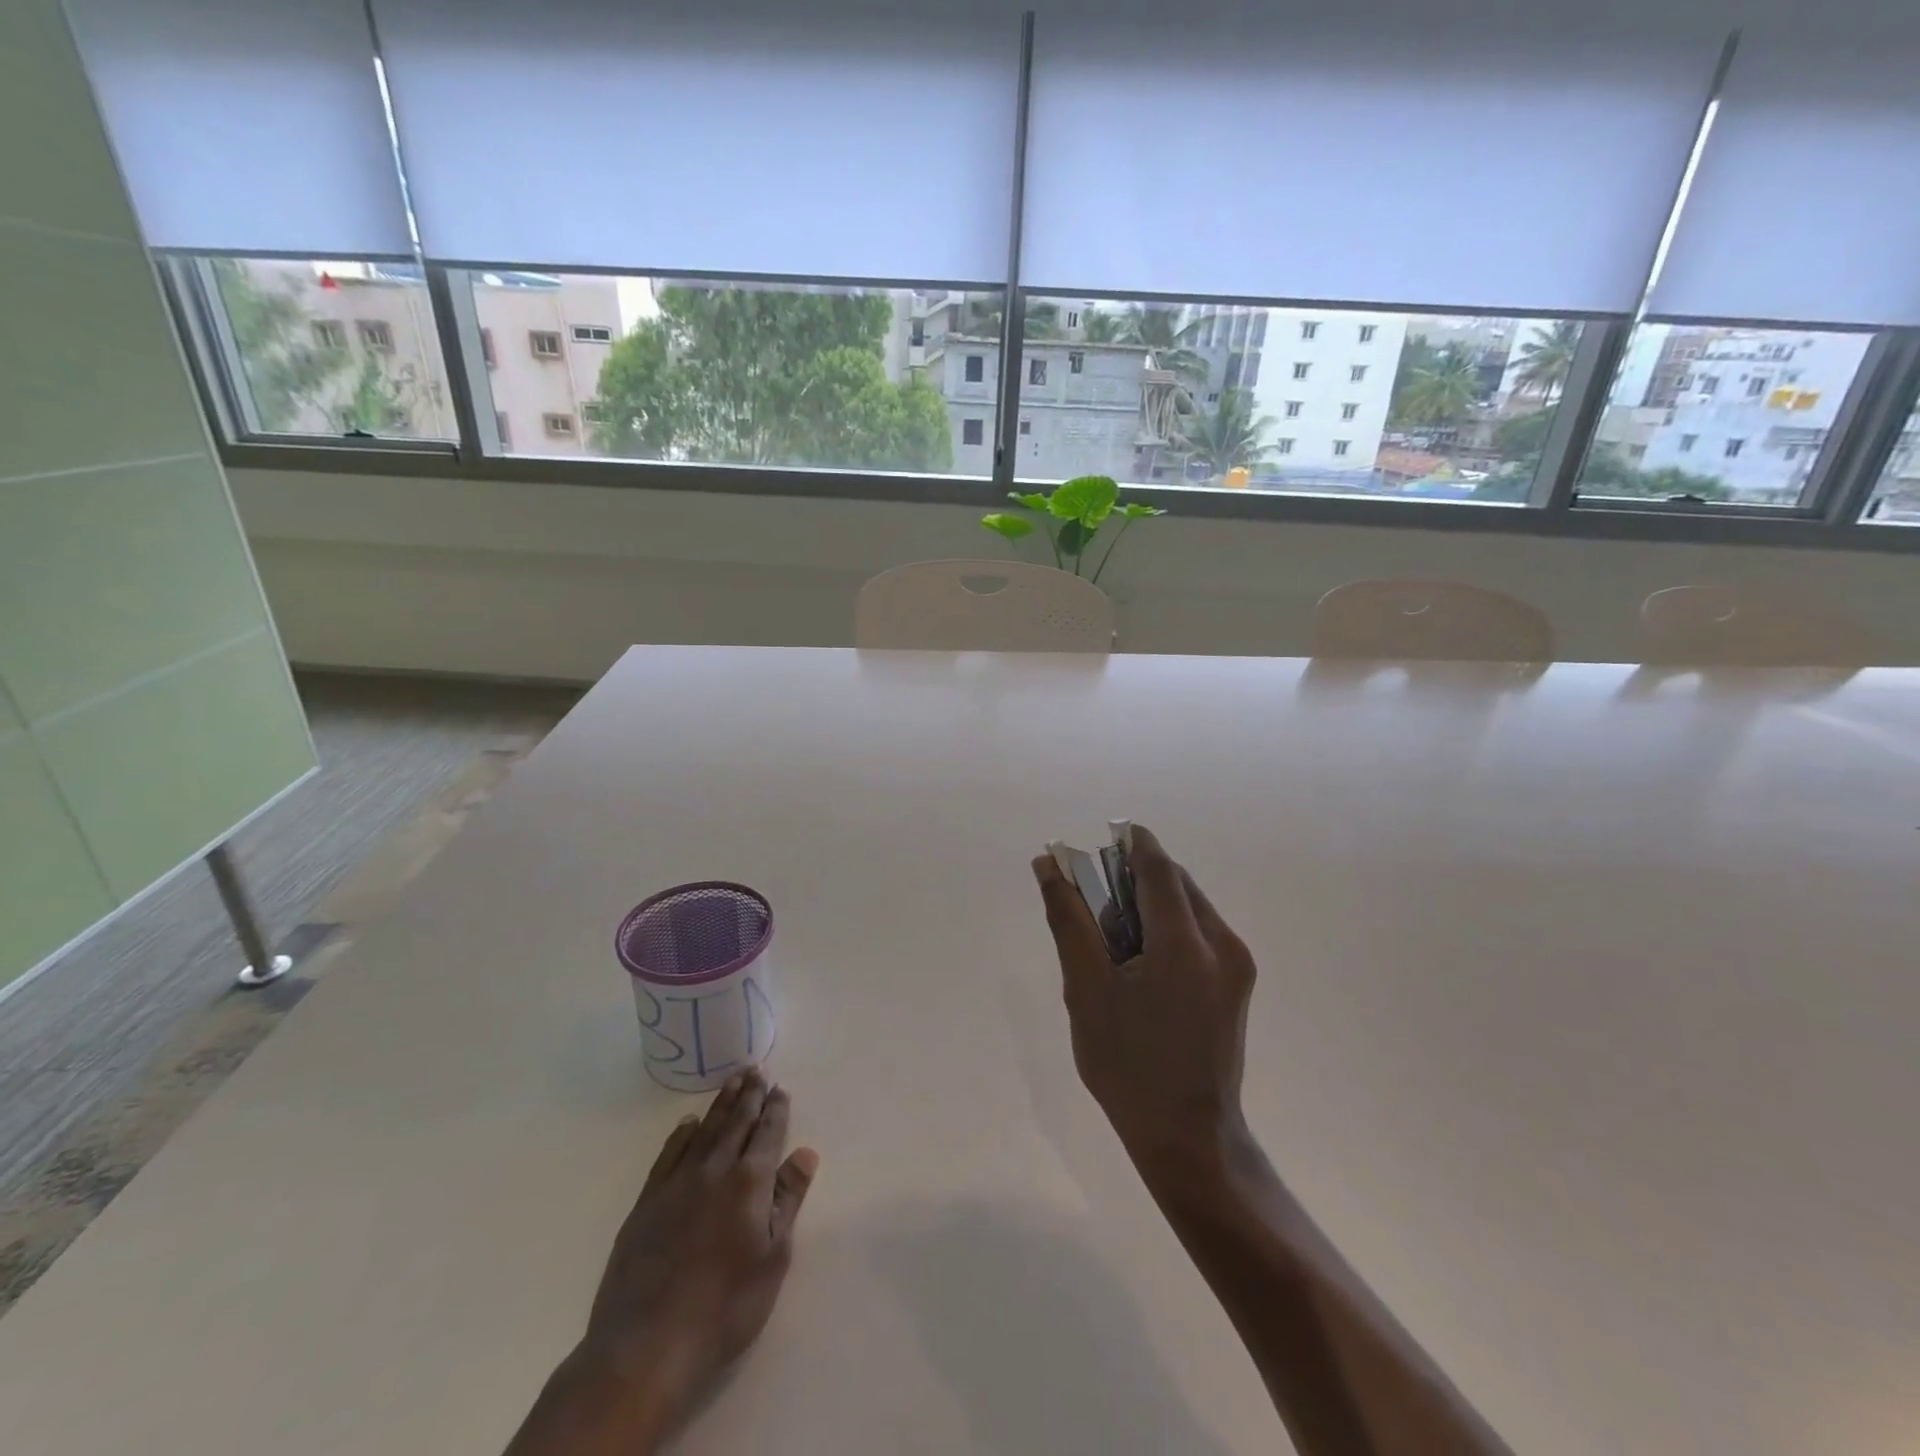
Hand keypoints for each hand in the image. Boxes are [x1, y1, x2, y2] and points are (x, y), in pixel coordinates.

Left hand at [511, 1070, 817, 1454]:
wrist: (646, 1346)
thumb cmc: (724, 1307)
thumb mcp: (772, 1259)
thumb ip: (788, 1201)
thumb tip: (805, 1153)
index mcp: (749, 1182)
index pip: (767, 1134)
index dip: (776, 1110)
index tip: (780, 1089)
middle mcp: (714, 1170)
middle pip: (736, 1122)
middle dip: (749, 1095)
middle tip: (756, 1070)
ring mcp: (677, 1183)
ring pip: (705, 1130)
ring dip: (721, 1104)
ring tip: (732, 1081)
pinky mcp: (647, 1202)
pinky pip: (669, 1154)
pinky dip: (682, 1134)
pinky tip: (689, 1124)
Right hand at [1032, 826, 1255, 1166]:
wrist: (1187, 1137)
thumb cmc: (1127, 1065)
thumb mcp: (1085, 989)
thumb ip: (1068, 920)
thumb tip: (1049, 866)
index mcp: (1187, 944)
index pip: (1159, 869)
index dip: (1131, 844)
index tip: (1102, 837)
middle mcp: (1223, 945)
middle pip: (1177, 885)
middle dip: (1136, 876)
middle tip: (1095, 892)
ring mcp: (1237, 967)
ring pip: (1191, 907)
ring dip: (1152, 902)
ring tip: (1112, 928)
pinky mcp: (1238, 986)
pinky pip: (1200, 933)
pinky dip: (1169, 927)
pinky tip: (1140, 956)